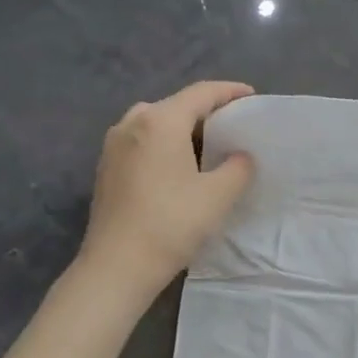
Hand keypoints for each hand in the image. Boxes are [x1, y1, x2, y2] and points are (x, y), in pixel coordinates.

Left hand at [79, 81, 255, 296]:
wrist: (117, 266)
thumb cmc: (172, 224)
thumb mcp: (218, 195)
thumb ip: (238, 167)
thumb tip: (241, 157)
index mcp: (160, 121)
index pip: (201, 93)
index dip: (229, 91)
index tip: (251, 97)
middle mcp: (132, 123)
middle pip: (175, 105)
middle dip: (206, 111)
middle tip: (232, 126)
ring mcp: (113, 146)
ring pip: (155, 124)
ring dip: (183, 129)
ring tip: (207, 146)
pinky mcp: (106, 169)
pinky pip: (142, 143)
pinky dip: (164, 145)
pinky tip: (178, 167)